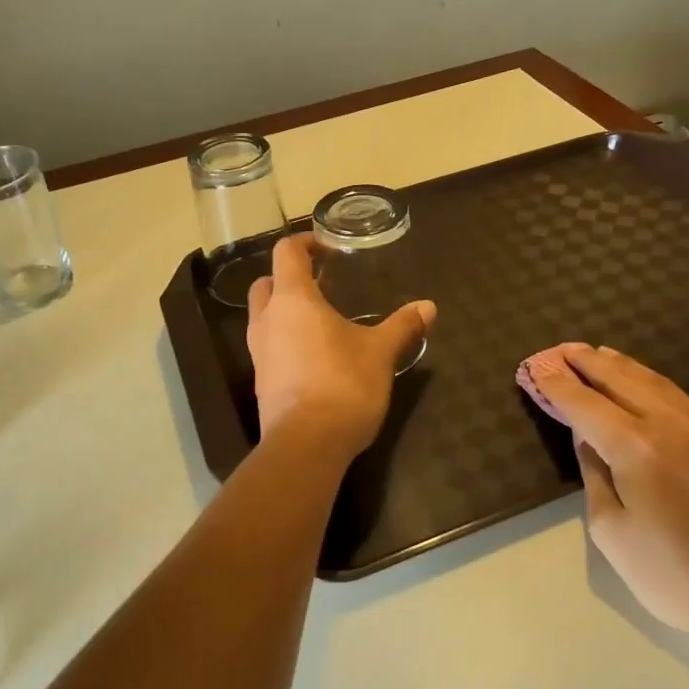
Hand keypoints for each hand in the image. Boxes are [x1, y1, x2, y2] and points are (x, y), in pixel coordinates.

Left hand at [246, 234, 436, 461]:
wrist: (306, 445)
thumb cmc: (342, 385)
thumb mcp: (380, 353)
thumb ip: (402, 326)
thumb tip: (429, 306)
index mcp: (293, 300)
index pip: (286, 253)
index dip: (304, 243)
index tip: (326, 247)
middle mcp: (268, 320)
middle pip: (267, 283)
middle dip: (289, 277)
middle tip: (321, 284)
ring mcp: (259, 352)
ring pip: (263, 316)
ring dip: (285, 310)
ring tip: (320, 319)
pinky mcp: (261, 381)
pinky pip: (268, 346)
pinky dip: (285, 339)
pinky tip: (314, 355)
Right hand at [525, 344, 688, 648]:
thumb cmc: (678, 577)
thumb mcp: (614, 534)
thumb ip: (596, 478)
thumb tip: (589, 441)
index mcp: (636, 447)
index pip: (585, 404)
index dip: (558, 385)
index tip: (537, 368)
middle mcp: (671, 425)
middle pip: (620, 379)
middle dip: (587, 363)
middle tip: (563, 349)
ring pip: (655, 382)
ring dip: (621, 366)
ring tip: (599, 354)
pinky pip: (680, 398)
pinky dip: (652, 382)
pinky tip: (644, 384)